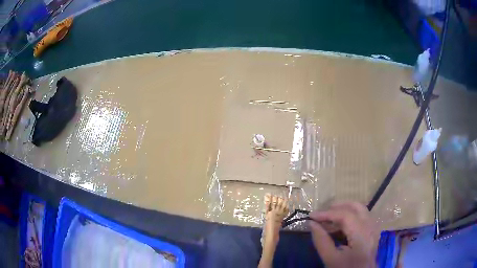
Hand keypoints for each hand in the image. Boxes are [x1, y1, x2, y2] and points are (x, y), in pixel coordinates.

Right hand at [309, 202, 378, 267]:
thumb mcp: (330, 259)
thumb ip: (321, 241)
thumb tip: (311, 223)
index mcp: (362, 235)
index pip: (346, 215)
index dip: (327, 213)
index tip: (311, 216)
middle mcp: (371, 228)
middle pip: (356, 207)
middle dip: (338, 207)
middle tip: (322, 213)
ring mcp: (374, 228)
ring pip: (360, 210)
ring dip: (344, 211)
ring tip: (328, 219)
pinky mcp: (372, 231)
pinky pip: (362, 217)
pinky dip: (350, 217)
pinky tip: (339, 225)